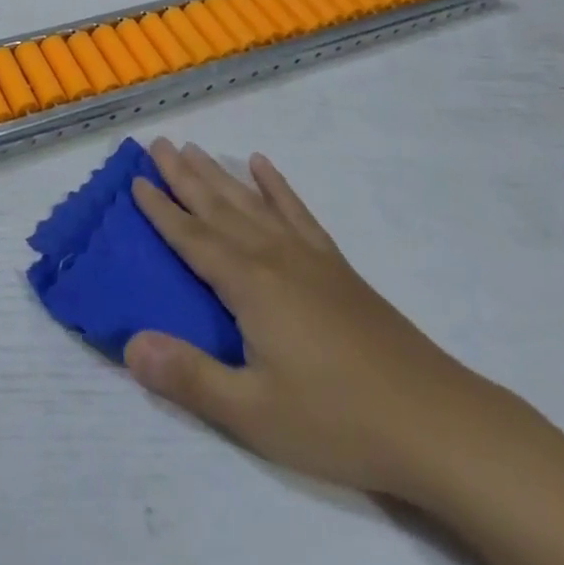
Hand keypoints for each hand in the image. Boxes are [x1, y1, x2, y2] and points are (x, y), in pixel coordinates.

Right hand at [125, 138, 504, 501]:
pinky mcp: (336, 266)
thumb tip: (129, 344)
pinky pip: (298, 212)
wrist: (435, 421)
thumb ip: (189, 377)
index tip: (136, 179)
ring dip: (220, 174)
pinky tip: (264, 167)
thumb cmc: (337, 421)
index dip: (161, 210)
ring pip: (251, 203)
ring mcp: (308, 257)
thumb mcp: (253, 414)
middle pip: (218, 207)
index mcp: (249, 285)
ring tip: (195, 148)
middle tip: (157, 143)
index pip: (192, 239)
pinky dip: (278, 186)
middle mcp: (274, 257)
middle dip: (184, 176)